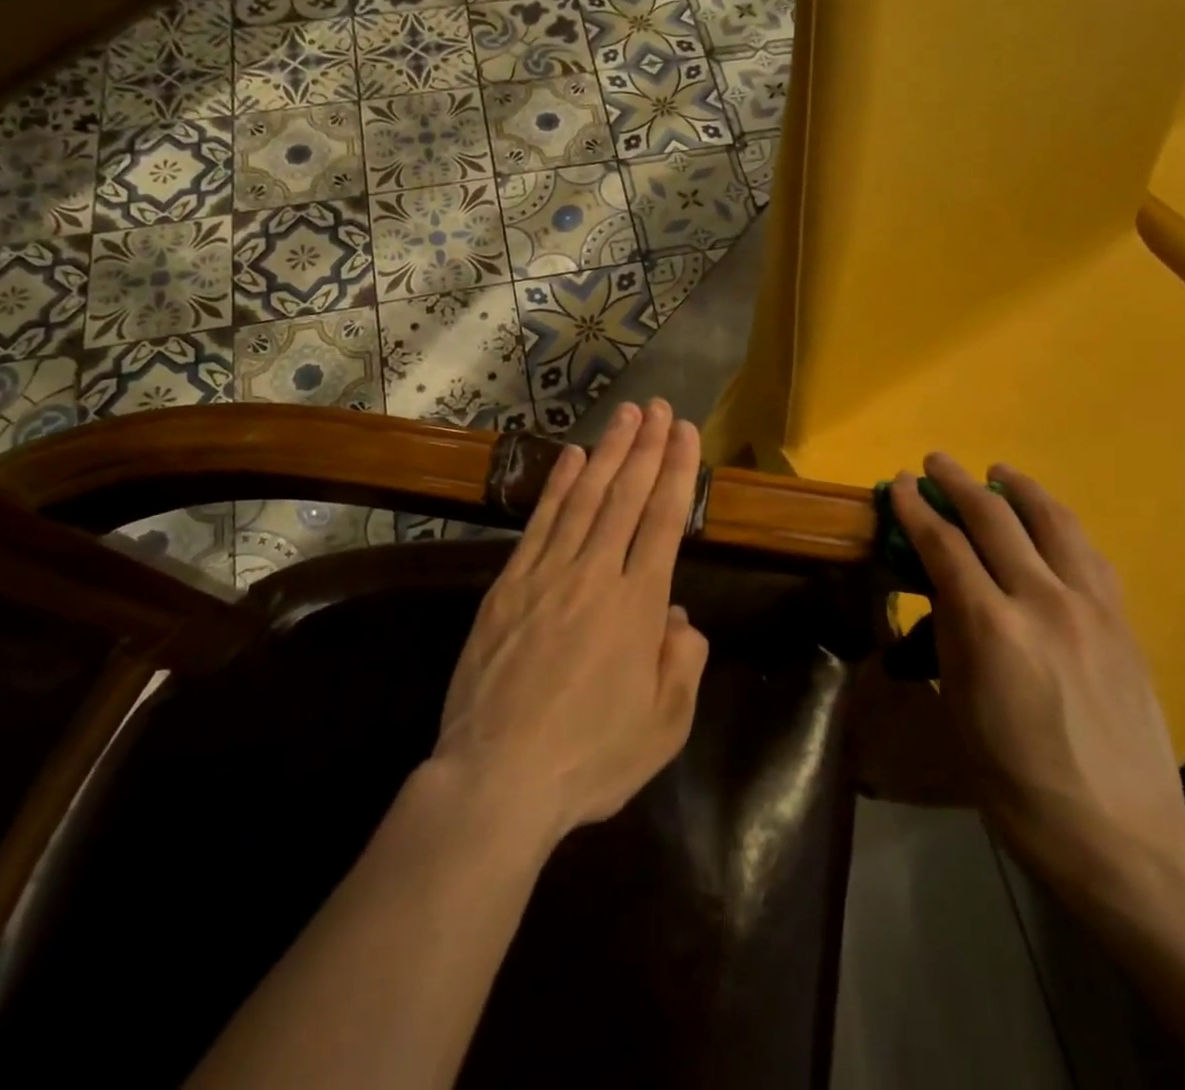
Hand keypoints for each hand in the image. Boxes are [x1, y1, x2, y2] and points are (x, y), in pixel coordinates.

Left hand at [433, 399, 709, 848]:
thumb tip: (678, 615)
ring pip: (584, 499)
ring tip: (625, 416)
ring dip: (608, 453)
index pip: (664, 520)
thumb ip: (682, 663)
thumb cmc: (589, 758)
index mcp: (638, 606)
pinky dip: (557, 485)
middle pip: (626, 497)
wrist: (497, 777)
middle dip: (647, 447)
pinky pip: (539, 523)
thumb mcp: (663, 727)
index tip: (686, 433)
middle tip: (660, 407)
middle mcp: (596, 575)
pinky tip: (572, 458)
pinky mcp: (508, 584)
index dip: (677, 471)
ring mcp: (547, 574)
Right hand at [889, 455, 1184, 902]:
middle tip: (935, 462)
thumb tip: (942, 585)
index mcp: (991, 627)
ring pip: (1054, 522)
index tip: (897, 483)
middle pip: (996, 519)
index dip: (916, 509)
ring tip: (999, 472)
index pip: (944, 545)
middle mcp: (1043, 601)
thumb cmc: (1014, 779)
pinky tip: (1050, 521)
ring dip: (1019, 489)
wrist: (1118, 833)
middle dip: (958, 483)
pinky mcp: (1123, 621)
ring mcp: (1092, 607)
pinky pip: (1089, 553)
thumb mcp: (959, 705)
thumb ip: (951, 633)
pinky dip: (1061, 524)